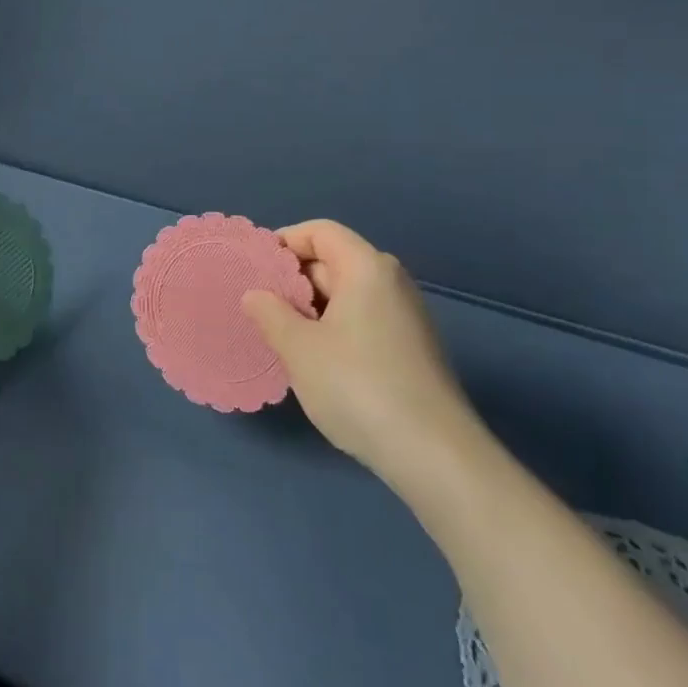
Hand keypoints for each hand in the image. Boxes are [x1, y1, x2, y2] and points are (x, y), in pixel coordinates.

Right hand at [241, 220, 482, 495]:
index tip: (254, 269)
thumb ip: (270, 313)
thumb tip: (255, 295)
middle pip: (333, 261)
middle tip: (256, 304)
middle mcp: (390, 283)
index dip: (284, 242)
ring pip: (346, 295)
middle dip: (293, 278)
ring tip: (277, 333)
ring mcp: (405, 317)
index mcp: (366, 268)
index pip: (320, 232)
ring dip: (309, 307)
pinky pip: (361, 320)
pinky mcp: (410, 349)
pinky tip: (312, 360)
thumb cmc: (358, 386)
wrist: (434, 454)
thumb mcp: (300, 348)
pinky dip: (332, 328)